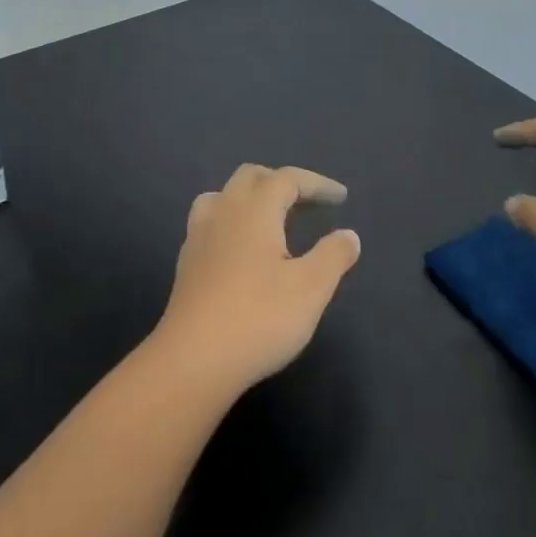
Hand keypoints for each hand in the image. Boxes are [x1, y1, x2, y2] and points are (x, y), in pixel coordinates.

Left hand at [152, 164, 360, 393]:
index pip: (287, 179)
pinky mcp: (186, 261)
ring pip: (224, 195)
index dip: (316, 183)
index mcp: (255, 208)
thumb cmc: (259, 318)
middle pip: (252, 177)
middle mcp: (224, 210)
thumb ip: (333, 256)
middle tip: (307, 203)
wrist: (193, 359)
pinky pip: (210, 221)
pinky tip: (241, 250)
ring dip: (250, 197)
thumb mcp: (310, 289)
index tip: (340, 197)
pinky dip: (232, 221)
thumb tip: (349, 234)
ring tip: (270, 220)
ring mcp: (199, 234)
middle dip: (281, 182)